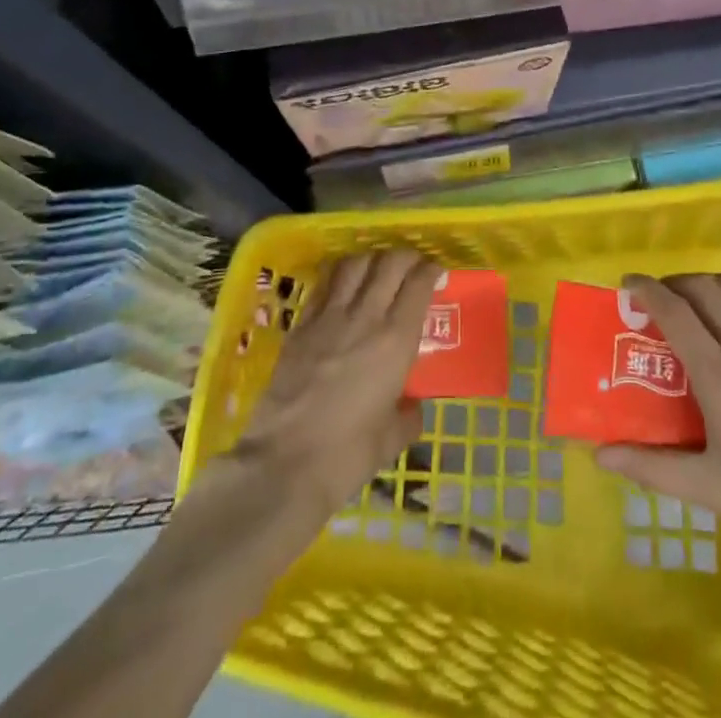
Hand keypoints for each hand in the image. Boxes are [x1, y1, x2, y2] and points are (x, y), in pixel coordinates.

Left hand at [231, 250, 439, 520]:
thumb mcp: (392, 440)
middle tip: (411, 265)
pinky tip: (342, 283)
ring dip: (371, 259)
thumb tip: (411, 406)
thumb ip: (408, 416)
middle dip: (406, 256)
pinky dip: (339, 274)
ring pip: (355, 264)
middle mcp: (366, 317)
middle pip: (389, 263)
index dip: (430, 270)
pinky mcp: (301, 325)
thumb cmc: (347, 455)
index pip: (418, 285)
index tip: (436, 272)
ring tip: (377, 268)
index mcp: (396, 341)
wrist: (284, 464)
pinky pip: (324, 285)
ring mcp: (329, 317)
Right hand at [595, 273, 720, 588]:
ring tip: (704, 303)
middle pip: (703, 287)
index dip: (646, 289)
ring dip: (712, 284)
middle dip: (676, 284)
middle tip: (664, 300)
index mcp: (720, 377)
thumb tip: (600, 456)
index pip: (673, 310)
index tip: (629, 284)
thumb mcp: (712, 488)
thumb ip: (652, 467)